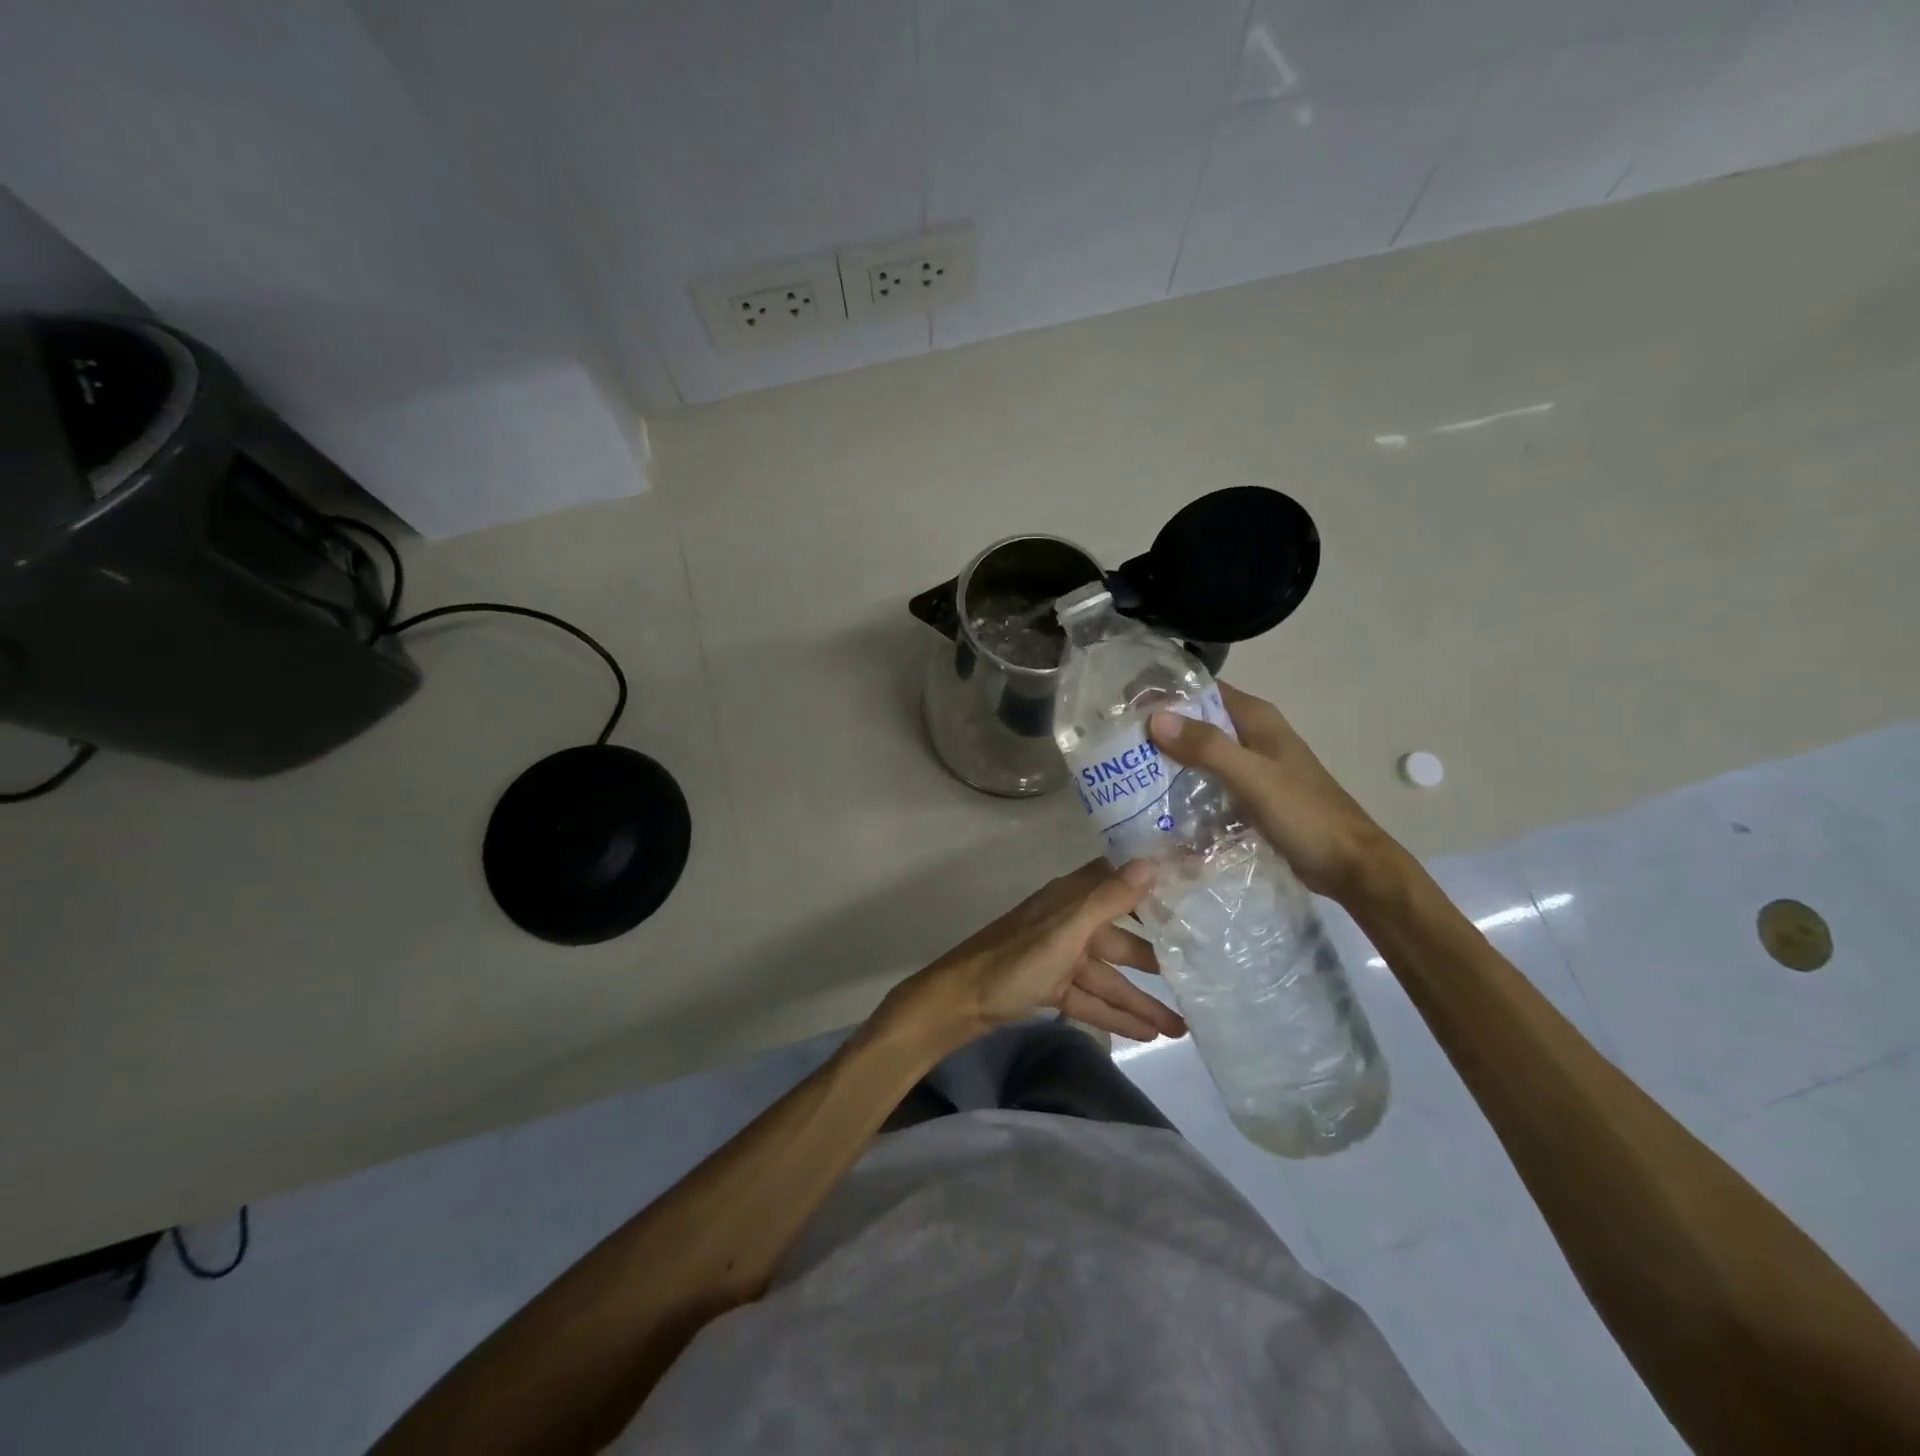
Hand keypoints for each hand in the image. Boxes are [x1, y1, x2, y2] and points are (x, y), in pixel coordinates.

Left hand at [877, 859, 1187, 1050]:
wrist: (959, 1002)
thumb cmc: (1014, 961)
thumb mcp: (1065, 931)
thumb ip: (1107, 899)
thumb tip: (1151, 860)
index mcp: (1071, 899)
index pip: (1120, 883)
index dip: (1154, 885)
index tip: (1195, 891)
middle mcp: (1070, 922)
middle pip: (1122, 939)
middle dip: (1158, 962)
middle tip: (1200, 976)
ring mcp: (1060, 956)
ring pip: (1109, 978)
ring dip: (1142, 1001)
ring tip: (1183, 1028)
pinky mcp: (1051, 985)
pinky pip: (1091, 999)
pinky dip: (1116, 1015)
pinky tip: (1148, 1034)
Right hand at [1149, 682, 1398, 902]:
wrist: (1350, 866)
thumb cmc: (1305, 815)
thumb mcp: (1253, 777)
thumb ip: (1207, 747)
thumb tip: (1155, 718)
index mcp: (1257, 719)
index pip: (1203, 690)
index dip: (1166, 693)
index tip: (1125, 705)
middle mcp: (1253, 736)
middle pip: (1198, 723)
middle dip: (1161, 730)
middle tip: (1116, 744)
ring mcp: (1253, 768)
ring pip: (1202, 754)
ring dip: (1171, 761)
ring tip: (1128, 772)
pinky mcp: (1251, 797)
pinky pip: (1210, 783)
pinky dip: (1187, 788)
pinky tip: (1160, 803)